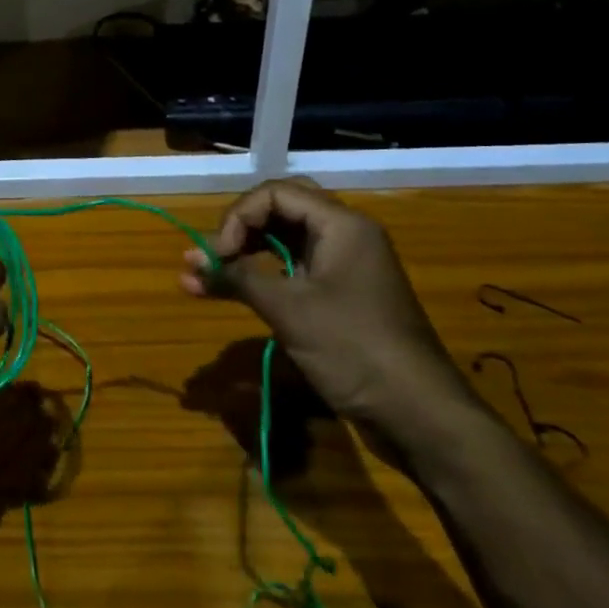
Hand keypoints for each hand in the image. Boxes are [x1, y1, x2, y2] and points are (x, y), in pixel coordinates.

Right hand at [179, 179, 471, 436]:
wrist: (418, 413)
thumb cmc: (353, 348)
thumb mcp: (289, 308)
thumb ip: (237, 277)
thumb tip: (189, 260)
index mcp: (341, 224)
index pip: (275, 193)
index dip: (238, 217)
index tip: (218, 256)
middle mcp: (345, 235)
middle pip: (280, 211)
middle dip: (239, 230)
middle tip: (213, 258)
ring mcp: (344, 266)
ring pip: (284, 241)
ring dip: (245, 255)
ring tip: (205, 276)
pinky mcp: (341, 296)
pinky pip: (294, 270)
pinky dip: (262, 277)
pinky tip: (232, 291)